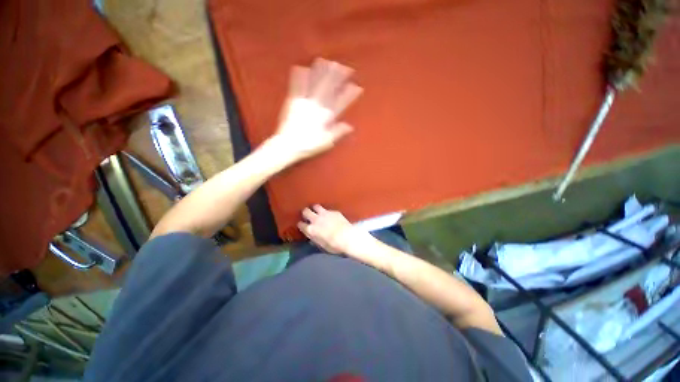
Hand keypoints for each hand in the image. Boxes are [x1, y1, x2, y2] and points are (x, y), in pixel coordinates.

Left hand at [271, 58, 362, 161]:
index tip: (357, 87)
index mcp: (326, 117)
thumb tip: (350, 126)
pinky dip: (299, 76)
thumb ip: (338, 132)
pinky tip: (301, 67)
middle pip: (329, 89)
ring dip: (321, 72)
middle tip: (344, 66)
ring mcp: (304, 102)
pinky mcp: (292, 101)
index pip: (341, 103)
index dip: (349, 94)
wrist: (288, 145)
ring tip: (326, 61)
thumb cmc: (309, 146)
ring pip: (314, 84)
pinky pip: (296, 86)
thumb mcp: (326, 142)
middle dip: (337, 77)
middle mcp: (317, 107)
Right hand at [297, 205, 373, 255]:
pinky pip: (327, 209)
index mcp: (311, 230)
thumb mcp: (322, 246)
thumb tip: (311, 239)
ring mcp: (325, 214)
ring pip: (315, 206)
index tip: (303, 225)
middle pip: (306, 211)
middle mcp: (316, 219)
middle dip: (306, 213)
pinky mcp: (333, 211)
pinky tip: (330, 215)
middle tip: (308, 215)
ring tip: (317, 211)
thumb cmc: (334, 246)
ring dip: (315, 209)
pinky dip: (327, 212)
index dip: (301, 225)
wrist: (348, 238)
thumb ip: (315, 240)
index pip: (300, 224)